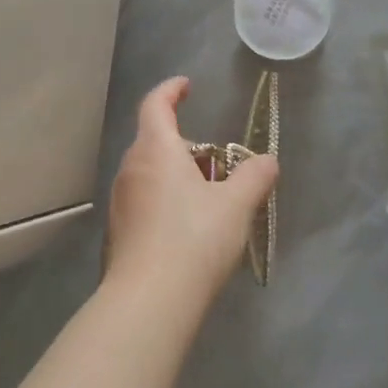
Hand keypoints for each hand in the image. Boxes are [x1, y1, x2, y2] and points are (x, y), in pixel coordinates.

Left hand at [103, 76, 278, 310]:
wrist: (149, 302)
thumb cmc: (194, 239)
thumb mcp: (236, 205)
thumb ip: (255, 177)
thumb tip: (268, 160)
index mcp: (155, 150)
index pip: (156, 105)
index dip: (171, 91)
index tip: (186, 86)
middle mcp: (131, 169)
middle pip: (156, 141)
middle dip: (188, 147)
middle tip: (219, 165)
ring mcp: (120, 202)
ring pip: (151, 174)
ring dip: (178, 176)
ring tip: (210, 201)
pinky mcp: (119, 232)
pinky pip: (145, 202)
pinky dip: (167, 202)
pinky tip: (189, 232)